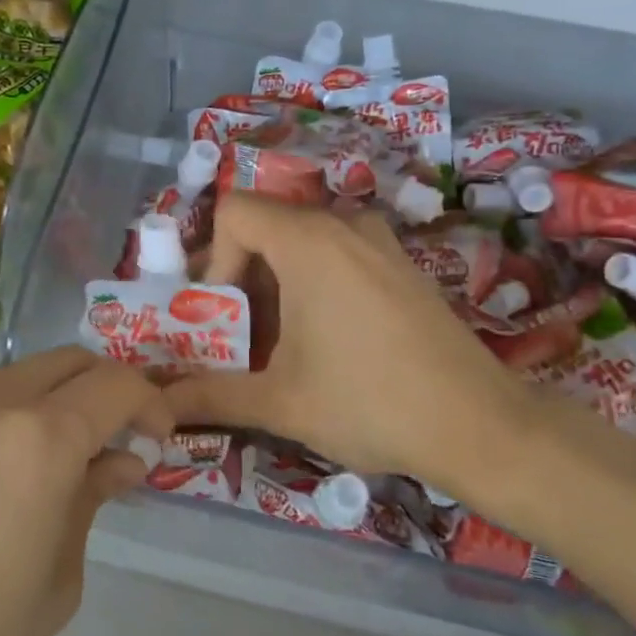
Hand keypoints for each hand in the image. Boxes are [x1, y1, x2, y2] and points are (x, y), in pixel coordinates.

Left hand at [0, 348, 168, 635]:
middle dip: (107, 390)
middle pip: (71, 362)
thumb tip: (118, 462)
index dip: (150, 403)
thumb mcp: (54, 583)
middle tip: (120, 441)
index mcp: (39, 438)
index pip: (116, 385)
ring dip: (60, 400)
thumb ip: (90, 503)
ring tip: (66, 460)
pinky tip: (10, 471)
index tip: (159, 439)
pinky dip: (16, 413)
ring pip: (26, 375)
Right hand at [166, 194, 551, 499]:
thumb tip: (155, 406)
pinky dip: (314, 285)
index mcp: (308, 240)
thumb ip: (209, 396)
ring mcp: (380, 242)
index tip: (224, 314)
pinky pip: (339, 255)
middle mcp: (344, 225)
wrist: (479, 424)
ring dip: (277, 285)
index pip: (234, 212)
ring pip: (303, 242)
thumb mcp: (279, 401)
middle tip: (241, 338)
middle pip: (267, 227)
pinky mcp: (402, 265)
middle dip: (242, 280)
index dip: (214, 258)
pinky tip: (328, 342)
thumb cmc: (369, 402)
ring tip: (282, 347)